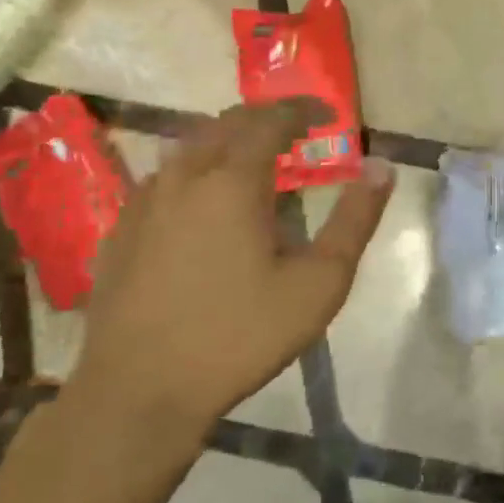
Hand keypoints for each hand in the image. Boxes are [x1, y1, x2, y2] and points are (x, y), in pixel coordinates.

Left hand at [66, 100, 392, 468]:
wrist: (139, 392)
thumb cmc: (240, 335)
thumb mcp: (319, 283)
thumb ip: (355, 220)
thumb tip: (381, 167)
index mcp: (232, 181)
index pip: (270, 120)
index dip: (302, 110)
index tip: (328, 116)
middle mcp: (183, 177)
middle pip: (226, 123)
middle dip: (265, 118)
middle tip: (297, 131)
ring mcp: (144, 202)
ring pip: (190, 147)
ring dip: (228, 141)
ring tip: (256, 162)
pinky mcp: (121, 231)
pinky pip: (164, 179)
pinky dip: (196, 171)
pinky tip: (205, 204)